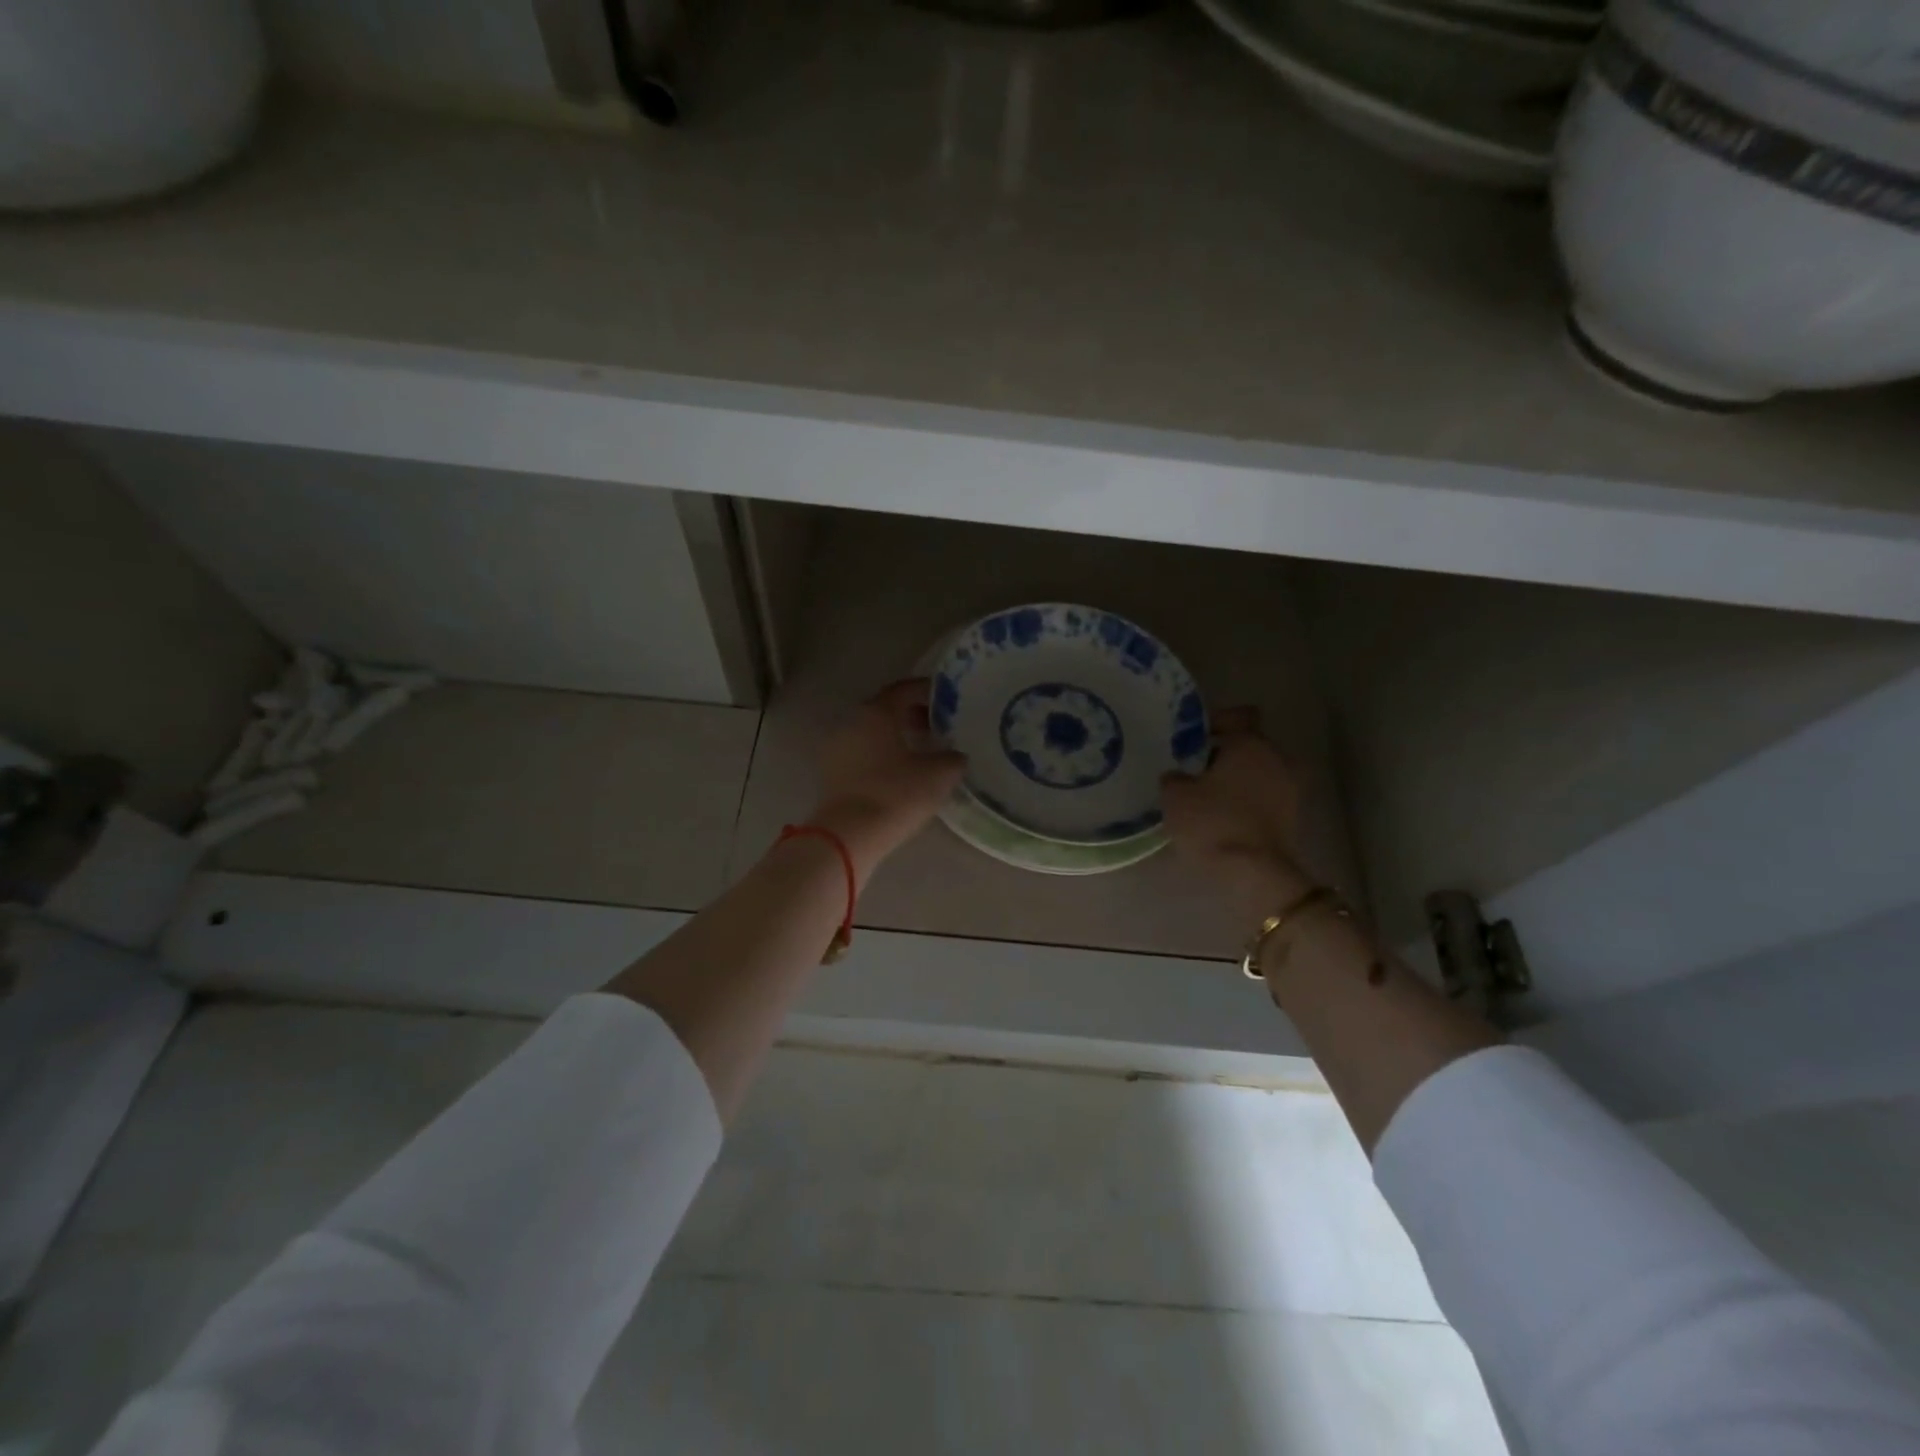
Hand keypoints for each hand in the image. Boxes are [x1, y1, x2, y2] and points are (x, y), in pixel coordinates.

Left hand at [810, 679, 965, 885]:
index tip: (948, 699)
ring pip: (872, 731)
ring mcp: (836, 746)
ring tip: (922, 750)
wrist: (849, 835)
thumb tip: (955, 755)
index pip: (905, 689)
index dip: (928, 691)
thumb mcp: (939, 774)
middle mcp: (852, 721)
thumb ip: (953, 758)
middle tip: (938, 726)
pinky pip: (861, 751)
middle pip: (886, 708)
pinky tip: (900, 771)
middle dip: (912, 714)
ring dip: (896, 735)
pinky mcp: (831, 771)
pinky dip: (881, 753)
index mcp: (876, 712)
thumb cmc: (896, 794)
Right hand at [1162, 707, 1312, 928]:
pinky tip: (1223, 814)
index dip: (1215, 723)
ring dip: (1237, 779)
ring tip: (1207, 795)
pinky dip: (1246, 800)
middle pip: (1249, 745)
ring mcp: (1290, 789)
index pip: (1239, 716)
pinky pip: (1264, 796)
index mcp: (1251, 744)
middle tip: (1195, 768)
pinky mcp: (1291, 817)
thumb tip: (1178, 775)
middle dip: (1225, 754)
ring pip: (1258, 772)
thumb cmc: (1212, 823)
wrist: (1253, 874)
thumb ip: (1174, 777)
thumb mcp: (1175, 796)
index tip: (1192, 739)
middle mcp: (1277, 759)